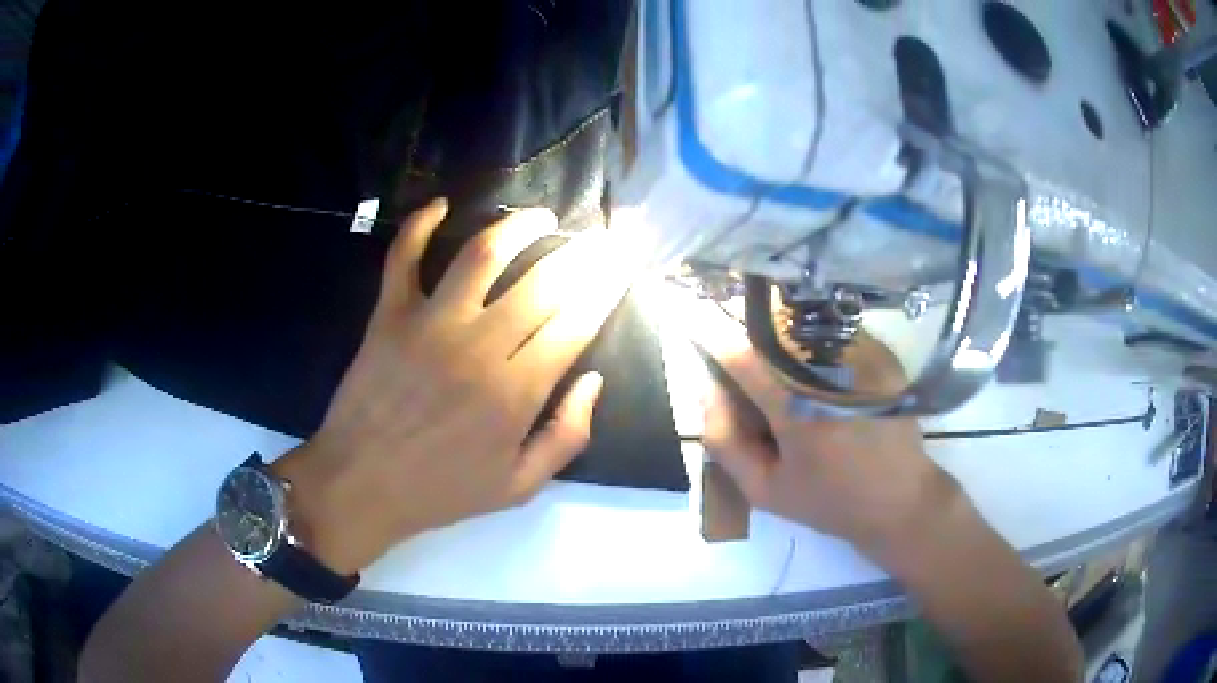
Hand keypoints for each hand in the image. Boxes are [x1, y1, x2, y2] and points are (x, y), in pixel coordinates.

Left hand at [274, 199, 634, 574]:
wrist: (360, 485)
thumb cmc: (440, 490)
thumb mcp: (518, 487)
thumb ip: (567, 436)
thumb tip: (594, 379)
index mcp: (516, 393)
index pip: (576, 322)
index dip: (605, 287)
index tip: (622, 264)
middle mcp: (479, 347)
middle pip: (542, 282)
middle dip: (580, 254)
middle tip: (597, 238)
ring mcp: (429, 324)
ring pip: (482, 254)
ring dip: (518, 225)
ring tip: (541, 218)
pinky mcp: (389, 315)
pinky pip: (404, 257)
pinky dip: (420, 225)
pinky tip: (441, 206)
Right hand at [688, 300, 958, 552]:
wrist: (901, 499)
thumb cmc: (829, 501)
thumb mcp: (764, 490)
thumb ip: (725, 440)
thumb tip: (707, 387)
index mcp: (799, 413)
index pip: (745, 357)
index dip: (713, 333)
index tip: (688, 312)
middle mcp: (833, 374)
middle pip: (775, 331)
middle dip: (750, 337)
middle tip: (746, 369)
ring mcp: (864, 358)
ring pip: (805, 328)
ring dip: (782, 339)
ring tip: (788, 378)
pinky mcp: (882, 354)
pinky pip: (832, 334)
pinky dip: (814, 346)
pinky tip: (820, 379)